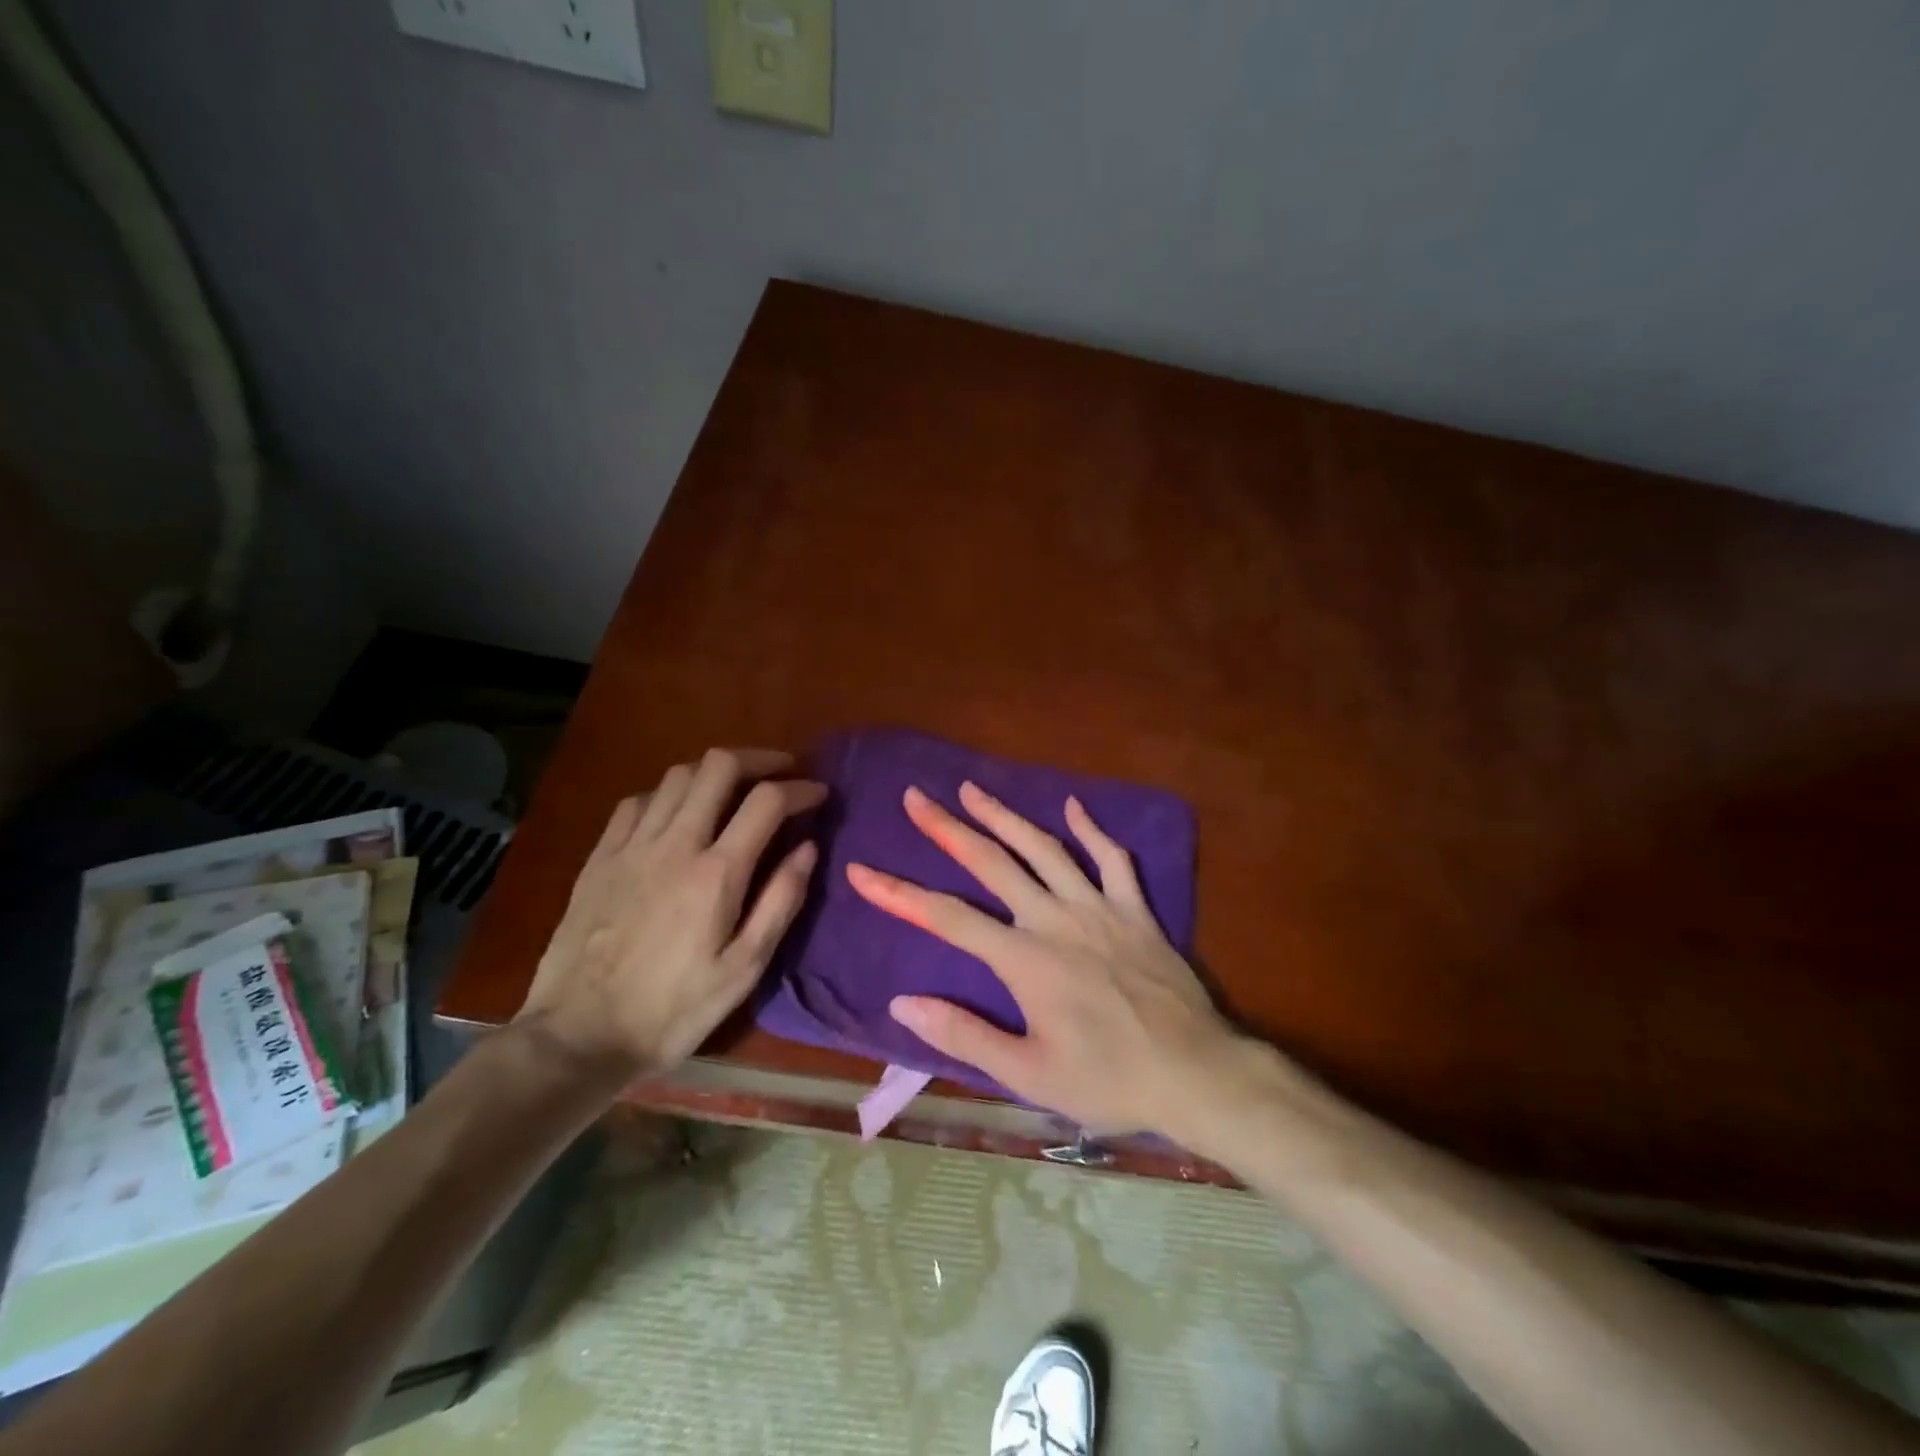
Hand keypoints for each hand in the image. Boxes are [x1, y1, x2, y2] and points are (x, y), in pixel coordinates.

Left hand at [516, 748, 824, 1081]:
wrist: (579, 1037)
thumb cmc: (673, 1010)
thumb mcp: (744, 969)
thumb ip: (781, 902)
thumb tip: (808, 847)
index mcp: (717, 873)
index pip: (767, 801)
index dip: (801, 788)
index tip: (819, 795)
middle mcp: (675, 844)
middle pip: (719, 766)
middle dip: (760, 759)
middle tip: (782, 773)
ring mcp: (632, 846)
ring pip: (677, 775)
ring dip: (715, 772)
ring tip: (736, 789)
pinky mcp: (600, 857)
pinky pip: (638, 802)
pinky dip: (669, 794)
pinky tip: (678, 814)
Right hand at [845, 782, 1248, 1136]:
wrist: (1195, 1073)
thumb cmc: (1108, 1080)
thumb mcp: (1028, 1075)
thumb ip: (964, 1036)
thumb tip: (903, 1004)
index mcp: (1025, 960)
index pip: (948, 918)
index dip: (900, 893)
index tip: (862, 871)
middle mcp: (1056, 919)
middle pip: (992, 863)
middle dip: (948, 828)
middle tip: (917, 797)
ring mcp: (1099, 907)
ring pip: (1044, 848)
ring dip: (1005, 815)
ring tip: (972, 788)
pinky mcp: (1135, 909)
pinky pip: (1112, 859)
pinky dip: (1091, 830)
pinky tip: (1072, 806)